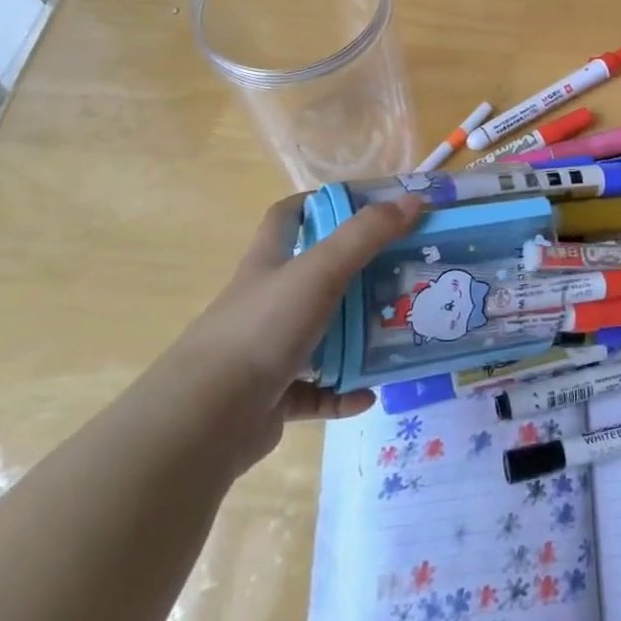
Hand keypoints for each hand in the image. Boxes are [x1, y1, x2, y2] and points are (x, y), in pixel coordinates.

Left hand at [168, 191, 421, 474]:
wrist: (207, 419)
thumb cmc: (262, 328)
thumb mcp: (319, 270)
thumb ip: (366, 235)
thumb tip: (414, 201)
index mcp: (270, 262)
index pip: (288, 216)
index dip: (320, 203)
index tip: (364, 206)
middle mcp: (267, 301)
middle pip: (314, 277)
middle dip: (356, 274)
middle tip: (400, 273)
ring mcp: (267, 351)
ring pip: (320, 335)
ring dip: (356, 336)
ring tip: (396, 333)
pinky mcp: (273, 397)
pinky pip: (317, 391)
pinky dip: (343, 392)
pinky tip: (369, 393)